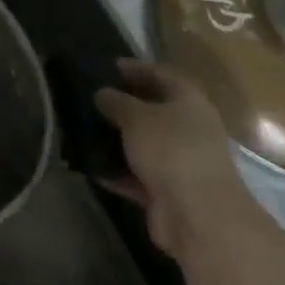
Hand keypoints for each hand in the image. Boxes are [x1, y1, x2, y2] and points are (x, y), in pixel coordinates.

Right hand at [96, 59, 253, 259]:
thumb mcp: (136, 116)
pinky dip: (118, 171)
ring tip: (85, 129)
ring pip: (145, 144)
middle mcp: (189, 129)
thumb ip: (116, 101)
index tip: (109, 66)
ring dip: (119, 140)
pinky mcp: (169, 193)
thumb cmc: (171, 150)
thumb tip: (103, 93)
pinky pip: (138, 175)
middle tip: (92, 97)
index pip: (161, 74)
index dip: (136, 68)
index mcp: (189, 101)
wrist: (198, 218)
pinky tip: (91, 164)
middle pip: (153, 110)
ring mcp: (181, 163)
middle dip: (124, 105)